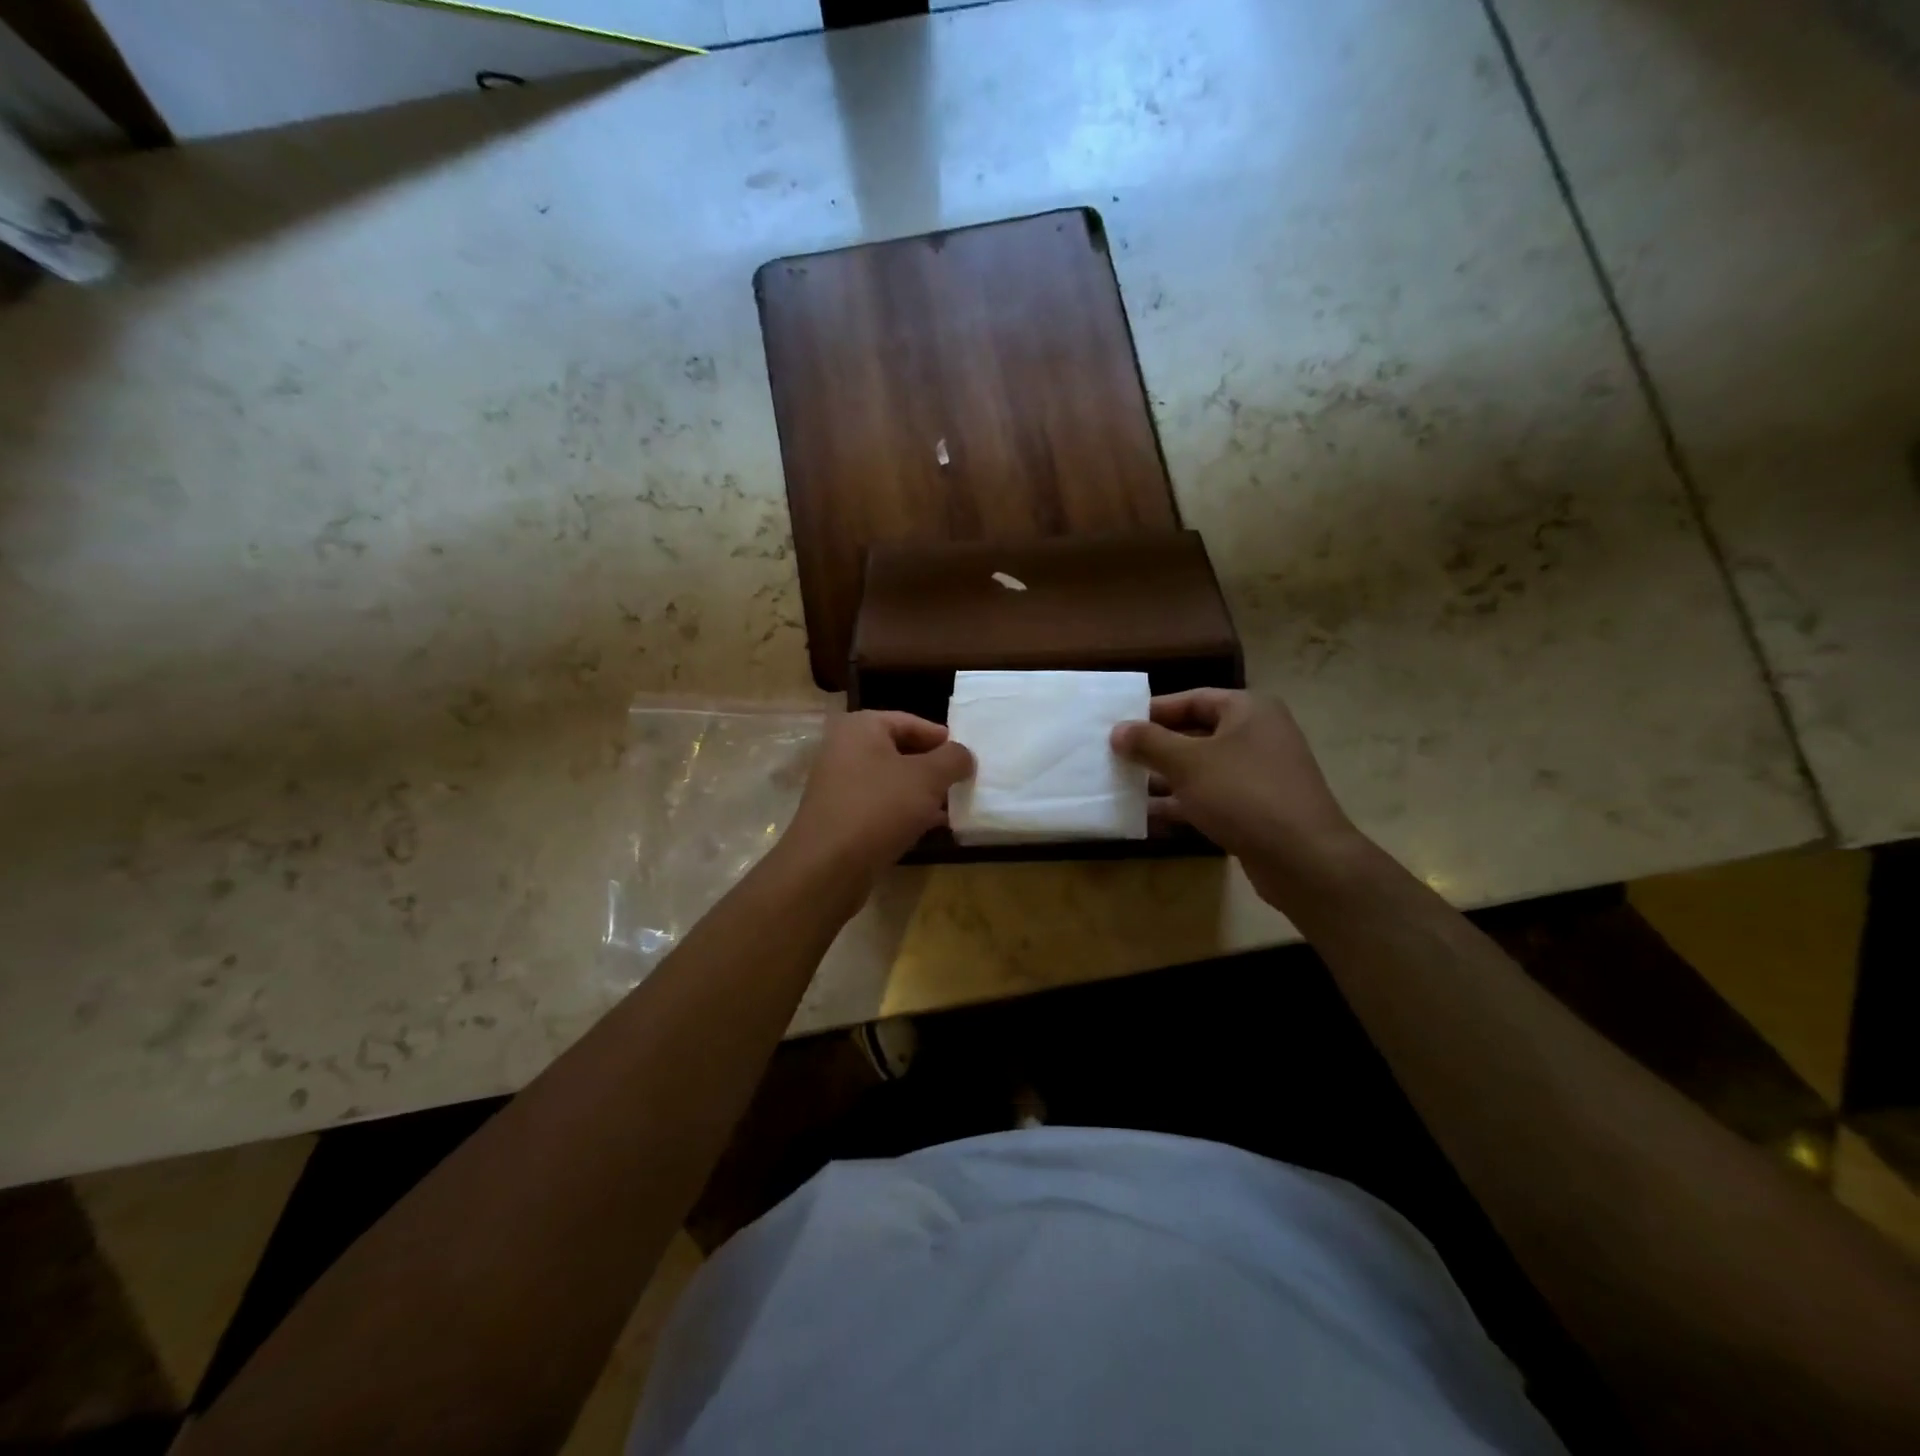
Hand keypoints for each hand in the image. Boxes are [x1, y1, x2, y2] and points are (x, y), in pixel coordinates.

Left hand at [779, 711, 973, 885]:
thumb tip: (964, 755)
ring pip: (891, 781)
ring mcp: (838, 784)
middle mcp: (844, 749)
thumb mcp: (927, 777)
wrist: (828, 866)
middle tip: (962, 782)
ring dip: (921, 793)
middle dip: (933, 768)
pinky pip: (880, 805)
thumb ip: (953, 758)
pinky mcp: (840, 815)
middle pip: (900, 750)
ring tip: (952, 806)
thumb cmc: (879, 807)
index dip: (942, 738)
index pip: (910, 722)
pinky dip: (904, 812)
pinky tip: (929, 827)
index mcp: (860, 727)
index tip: (967, 757)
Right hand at [1111, 689, 1361, 901]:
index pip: (1193, 699)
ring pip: (1201, 770)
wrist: (1303, 858)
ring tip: (1122, 787)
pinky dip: (1182, 805)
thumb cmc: (1242, 794)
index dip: (1154, 711)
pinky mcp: (1257, 810)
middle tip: (1116, 758)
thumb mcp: (1188, 762)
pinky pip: (1211, 798)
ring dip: (1164, 779)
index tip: (1118, 725)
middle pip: (1195, 734)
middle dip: (1155, 748)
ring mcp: (1259, 775)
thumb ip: (1149, 743)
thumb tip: (1117, 730)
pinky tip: (1147, 817)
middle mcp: (1257, 736)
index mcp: (1248, 710)